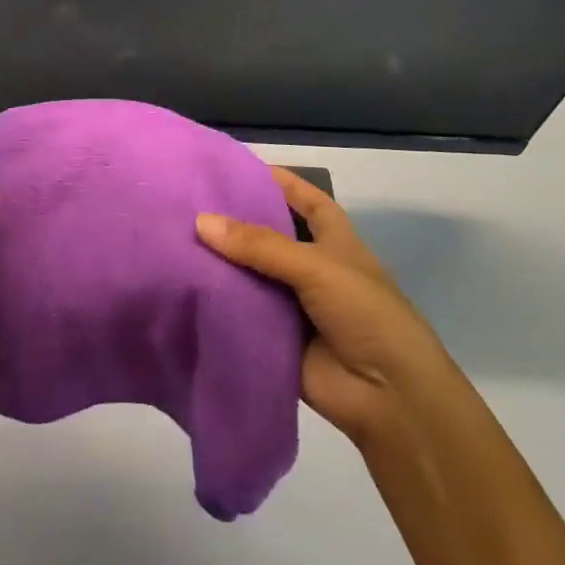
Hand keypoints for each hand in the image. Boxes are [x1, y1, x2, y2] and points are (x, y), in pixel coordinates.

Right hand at [197, 168, 445, 451]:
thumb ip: (259, 245)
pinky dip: (218, 303)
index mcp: (334, 243)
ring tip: (174, 238)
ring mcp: (293, 306)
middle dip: (237, 222)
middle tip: (189, 201)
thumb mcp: (317, 267)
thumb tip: (201, 221)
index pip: (307, 201)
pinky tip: (181, 285)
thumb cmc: (366, 314)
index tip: (239, 167)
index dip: (281, 182)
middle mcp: (312, 269)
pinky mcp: (276, 339)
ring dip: (221, 263)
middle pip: (269, 237)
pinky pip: (242, 315)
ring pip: (251, 276)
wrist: (389, 398)